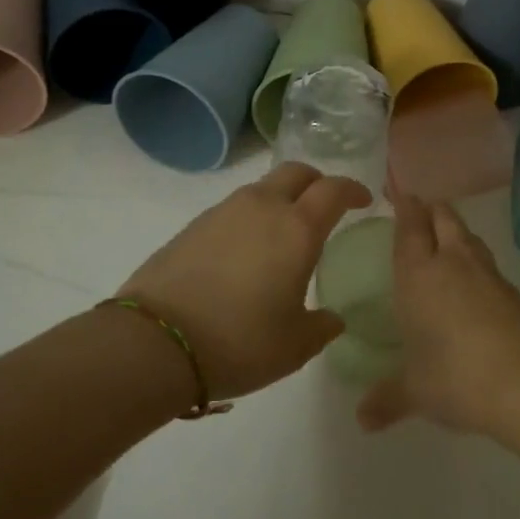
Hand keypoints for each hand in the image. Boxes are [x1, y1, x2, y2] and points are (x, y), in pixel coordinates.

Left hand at [121, 162, 368, 400]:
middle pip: (296, 172)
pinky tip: (244, 253)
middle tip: (324, 206)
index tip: (363, 201)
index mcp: (297, 228)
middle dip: (316, 182)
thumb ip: (322, 327)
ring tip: (281, 235)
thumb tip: (332, 318)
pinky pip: (233, 209)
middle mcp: (262, 207)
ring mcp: (223, 212)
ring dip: (280, 199)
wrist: (155, 342)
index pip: (334, 189)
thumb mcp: (294, 346)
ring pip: (262, 189)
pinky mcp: (193, 225)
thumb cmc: (239, 341)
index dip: (353, 190)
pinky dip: (249, 219)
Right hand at [357, 184, 519, 435]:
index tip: (399, 191)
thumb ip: (387, 399)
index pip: (410, 227)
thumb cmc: (455, 376)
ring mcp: (488, 274)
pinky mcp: (514, 292)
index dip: (404, 205)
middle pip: (443, 217)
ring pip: (469, 236)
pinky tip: (473, 281)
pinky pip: (487, 264)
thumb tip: (362, 420)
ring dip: (455, 231)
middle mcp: (453, 262)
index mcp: (419, 274)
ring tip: (445, 238)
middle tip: (419, 208)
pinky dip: (475, 261)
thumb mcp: (415, 391)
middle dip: (430, 208)